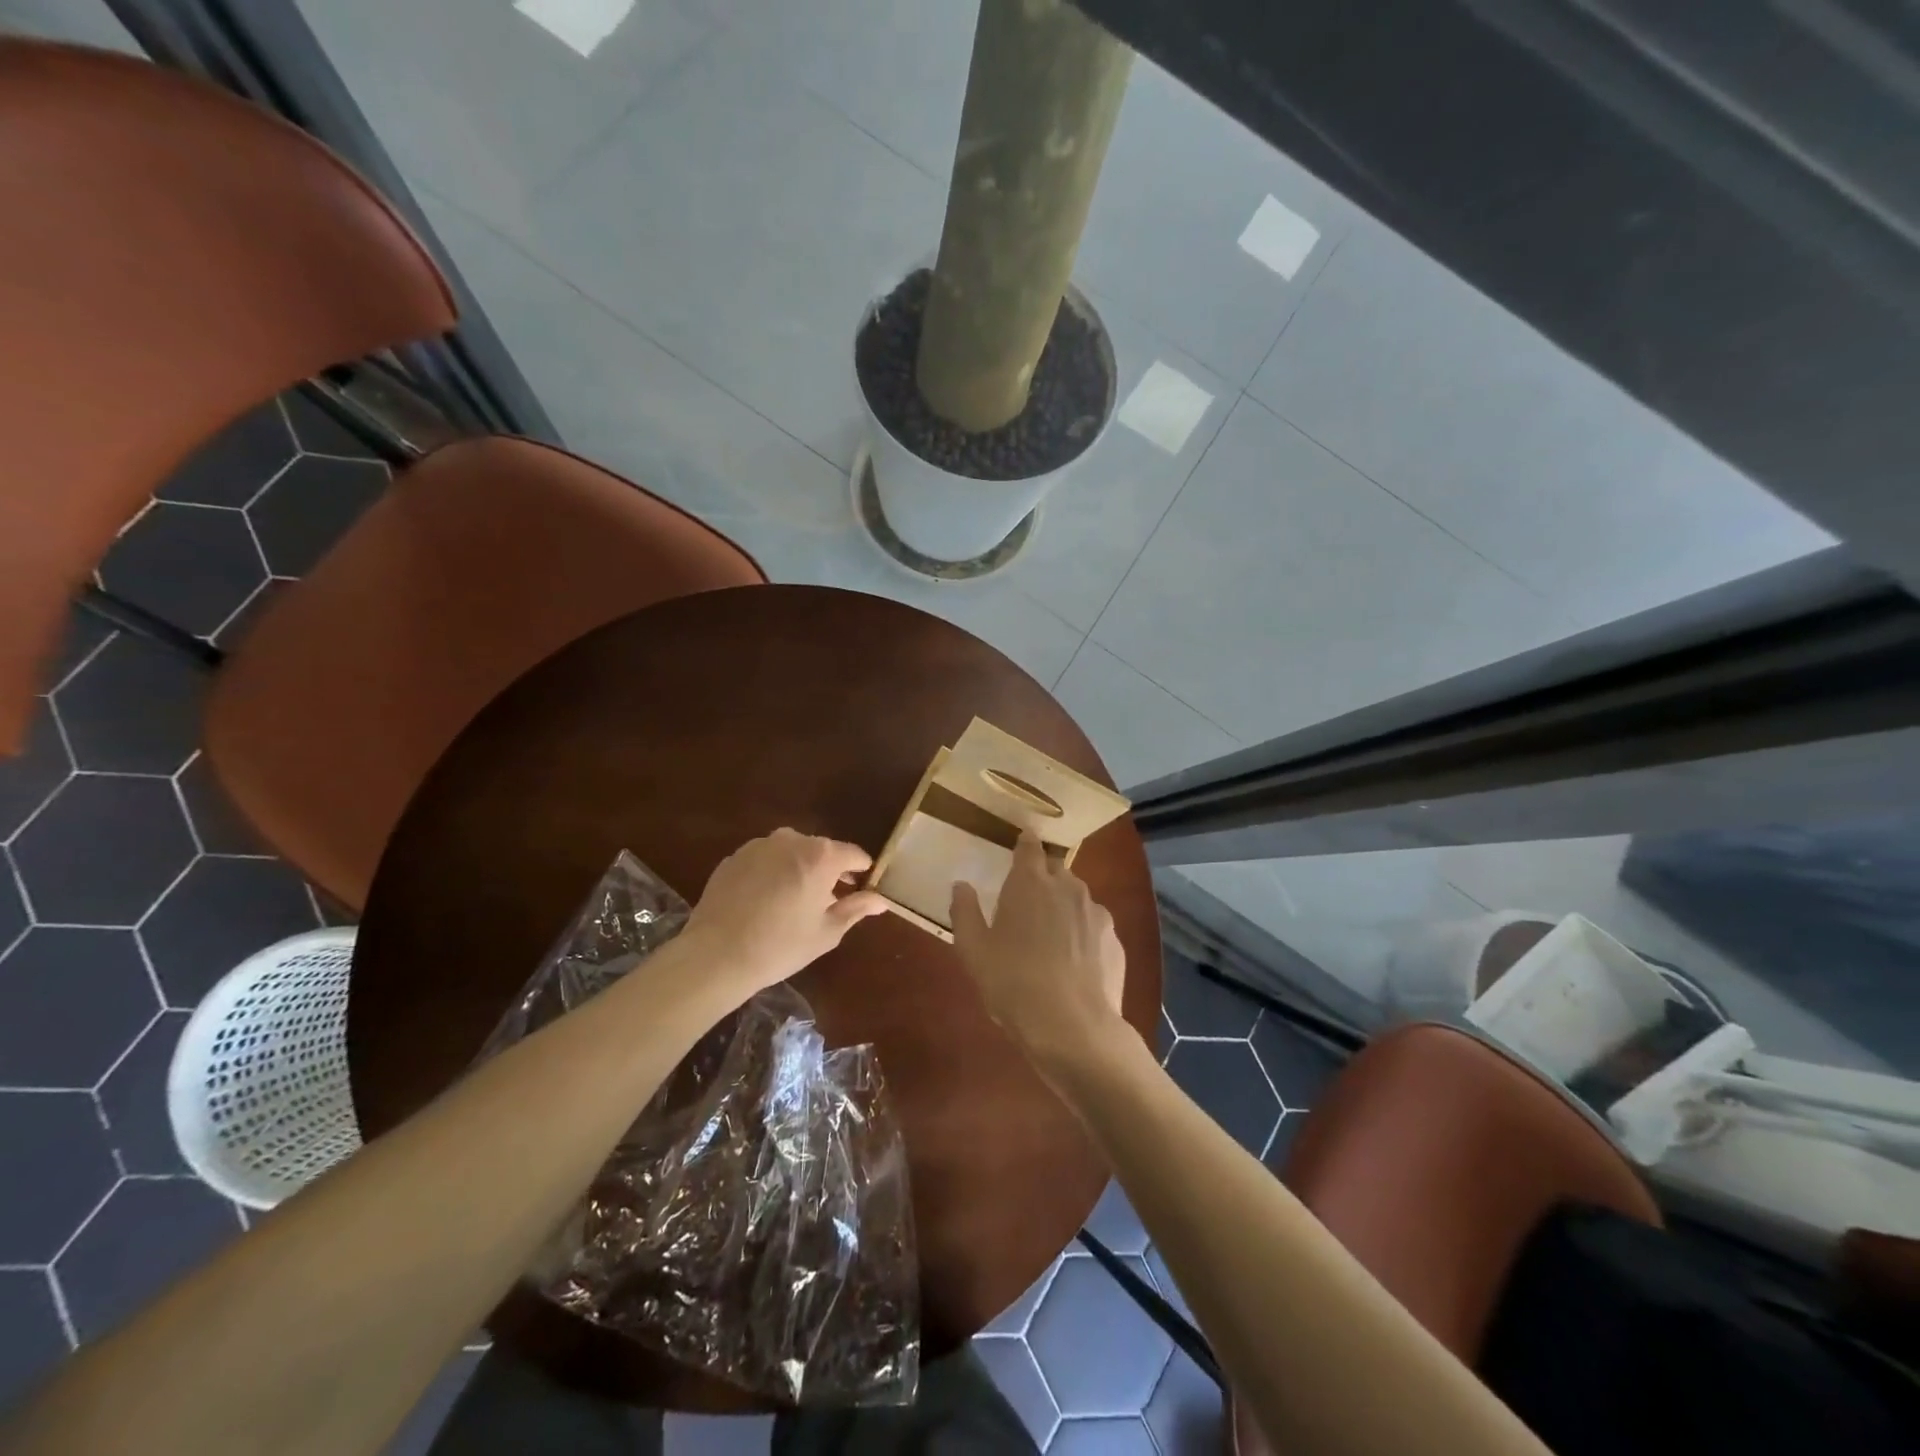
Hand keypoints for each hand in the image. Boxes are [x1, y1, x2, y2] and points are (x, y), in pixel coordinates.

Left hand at [680, 829, 888, 995]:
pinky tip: (764, 902)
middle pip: (821, 850)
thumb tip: (881, 900)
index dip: (862, 871)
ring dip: (798, 869)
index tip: (862, 888)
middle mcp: (791, 839)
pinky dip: (771, 873)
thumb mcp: (827, 932)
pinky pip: (764, 860)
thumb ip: (856, 909)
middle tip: (827, 900)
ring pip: (790, 852)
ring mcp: (759, 845)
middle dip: (828, 870)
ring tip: (793, 901)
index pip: (854, 854)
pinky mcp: (734, 857)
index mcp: (821, 855)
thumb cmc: (781, 945)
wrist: (716, 955)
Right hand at [950, 832, 1126, 1068]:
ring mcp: (1096, 913)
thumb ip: (965, 912)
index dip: (1025, 843)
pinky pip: (1094, 928)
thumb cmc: (1013, 982)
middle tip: (1027, 904)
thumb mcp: (974, 951)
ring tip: (1051, 939)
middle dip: (1043, 879)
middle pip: (1055, 871)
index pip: (1029, 847)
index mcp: (1030, 883)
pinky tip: (1074, 965)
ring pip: (1078, 899)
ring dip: (1064, 908)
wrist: (1073, 1027)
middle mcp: (1068, 887)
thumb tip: (961, 886)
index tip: (1022, 841)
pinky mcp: (1115, 941)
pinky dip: (1083, 936)